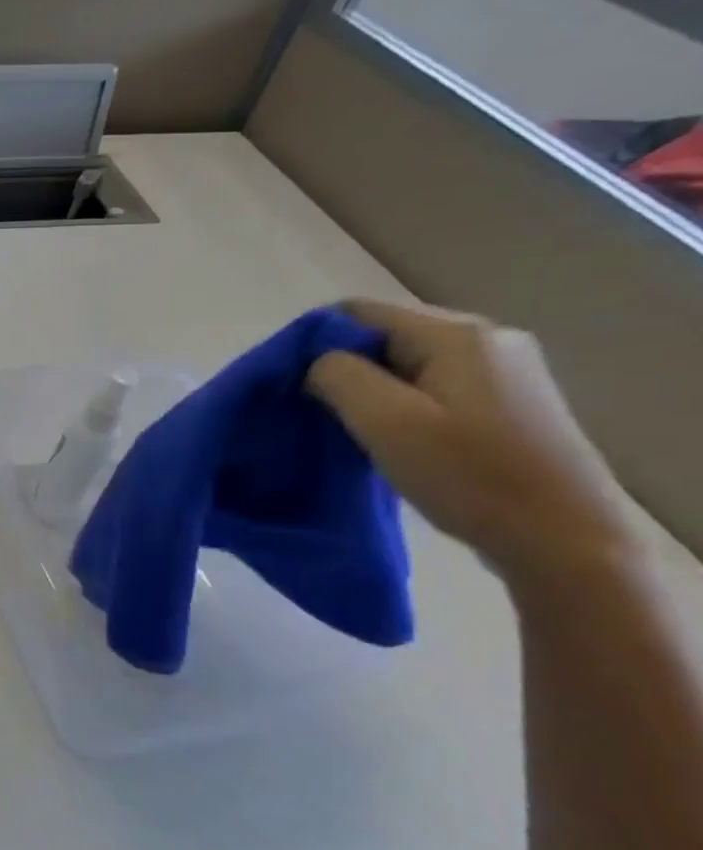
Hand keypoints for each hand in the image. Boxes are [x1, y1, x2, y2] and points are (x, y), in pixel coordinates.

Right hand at [307, 300, 635, 581]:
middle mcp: (485, 339)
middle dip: (338, 366)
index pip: (358, 312)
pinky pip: (429, 384)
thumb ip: (339, 376)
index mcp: (457, 334)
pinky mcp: (503, 401)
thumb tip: (316, 362)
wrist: (562, 536)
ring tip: (343, 426)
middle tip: (309, 409)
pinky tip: (385, 435)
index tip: (287, 384)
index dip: (312, 341)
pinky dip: (395, 402)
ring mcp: (501, 370)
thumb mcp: (386, 421)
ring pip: (404, 362)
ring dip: (366, 388)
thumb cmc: (468, 475)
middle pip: (383, 334)